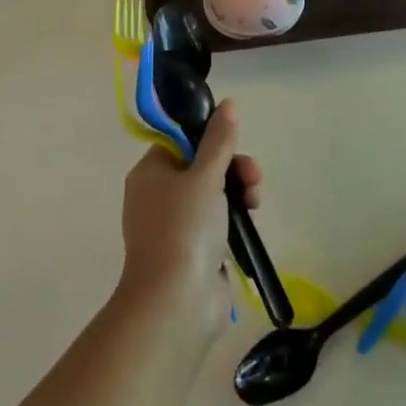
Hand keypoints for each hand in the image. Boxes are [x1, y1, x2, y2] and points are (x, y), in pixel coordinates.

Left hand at [118, 99, 262, 328]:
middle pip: (201, 165)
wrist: (175, 302)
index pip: (180, 141)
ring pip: (212, 193)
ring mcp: (174, 225)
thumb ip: (219, 140)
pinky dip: (233, 217)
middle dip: (232, 166)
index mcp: (150, 173)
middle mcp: (157, 196)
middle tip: (253, 175)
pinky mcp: (192, 249)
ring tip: (255, 200)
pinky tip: (250, 219)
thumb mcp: (205, 176)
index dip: (210, 138)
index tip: (233, 144)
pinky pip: (216, 221)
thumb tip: (228, 104)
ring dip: (238, 189)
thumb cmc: (185, 228)